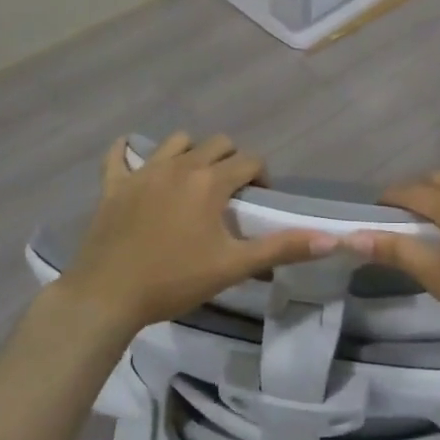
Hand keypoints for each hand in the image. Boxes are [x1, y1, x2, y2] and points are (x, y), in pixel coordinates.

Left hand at [57, 133, 335, 335]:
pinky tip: (133, 159)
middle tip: (229, 192)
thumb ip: (282, 248)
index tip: (258, 201)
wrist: (107, 297)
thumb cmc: (175, 280)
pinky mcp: (114, 185)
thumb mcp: (233, 266)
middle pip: (217, 144)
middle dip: (230, 160)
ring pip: (176, 142)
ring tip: (192, 180)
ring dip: (190, 152)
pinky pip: (118, 156)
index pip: (249, 161)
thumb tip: (332, 240)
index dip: (260, 176)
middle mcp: (180, 165)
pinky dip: (128, 153)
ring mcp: (144, 172)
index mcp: (210, 181)